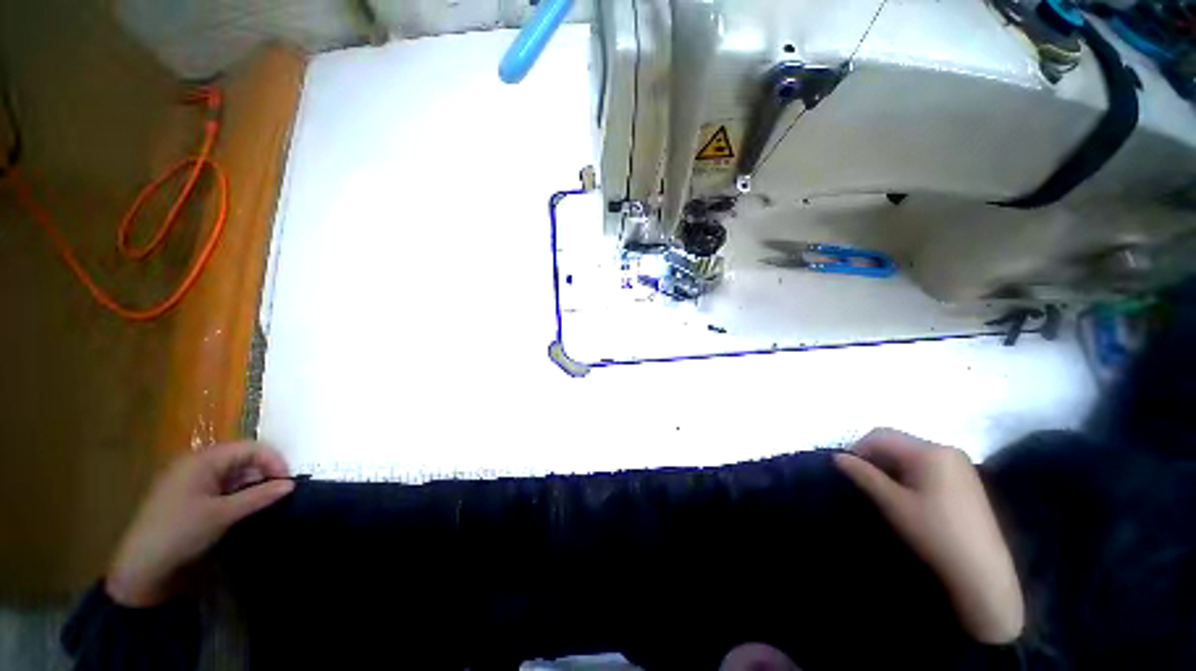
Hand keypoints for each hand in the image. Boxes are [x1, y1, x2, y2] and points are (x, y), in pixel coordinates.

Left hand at [105, 441, 294, 607]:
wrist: (141, 566)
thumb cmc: (181, 532)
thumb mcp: (223, 515)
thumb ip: (258, 497)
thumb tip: (291, 484)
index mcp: (203, 460)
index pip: (250, 448)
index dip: (274, 461)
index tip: (287, 483)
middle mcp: (197, 463)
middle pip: (242, 457)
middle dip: (264, 472)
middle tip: (279, 493)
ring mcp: (190, 479)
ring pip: (233, 472)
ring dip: (252, 484)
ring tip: (264, 502)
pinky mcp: (188, 494)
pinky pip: (221, 485)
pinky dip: (238, 492)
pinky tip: (243, 507)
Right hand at [834, 429, 1023, 644]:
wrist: (981, 570)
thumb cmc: (934, 533)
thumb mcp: (892, 503)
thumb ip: (864, 475)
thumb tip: (838, 457)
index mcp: (929, 450)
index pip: (881, 435)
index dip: (858, 448)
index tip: (847, 469)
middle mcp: (945, 448)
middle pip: (897, 441)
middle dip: (875, 456)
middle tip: (864, 480)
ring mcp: (959, 463)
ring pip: (910, 452)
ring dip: (891, 464)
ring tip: (884, 489)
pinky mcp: (965, 477)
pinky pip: (927, 462)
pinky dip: (909, 471)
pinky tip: (908, 493)